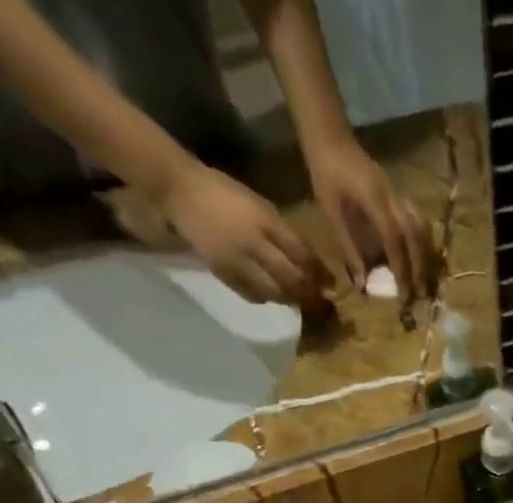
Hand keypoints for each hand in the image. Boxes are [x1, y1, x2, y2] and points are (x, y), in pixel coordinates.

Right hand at [163, 164, 330, 304]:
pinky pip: (253, 296)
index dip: (319, 272)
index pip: (300, 254)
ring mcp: (237, 263)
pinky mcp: (224, 275)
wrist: (181, 193)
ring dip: (290, 300)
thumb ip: (284, 234)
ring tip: (299, 300)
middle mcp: (253, 245)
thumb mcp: (261, 206)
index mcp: (264, 222)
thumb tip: (311, 262)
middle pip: (290, 279)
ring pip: (274, 293)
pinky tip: (273, 296)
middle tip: (320, 301)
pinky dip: (268, 299)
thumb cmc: (225, 194)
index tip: (331, 284)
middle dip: (309, 293)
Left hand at [303, 135, 433, 296]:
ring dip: (426, 255)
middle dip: (419, 265)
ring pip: (422, 227)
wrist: (332, 139)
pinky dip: (424, 242)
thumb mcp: (332, 214)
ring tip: (425, 279)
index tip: (403, 292)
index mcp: (373, 198)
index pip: (393, 236)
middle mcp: (392, 196)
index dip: (400, 265)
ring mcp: (399, 193)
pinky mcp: (400, 195)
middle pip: (415, 233)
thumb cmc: (326, 176)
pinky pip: (419, 220)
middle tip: (419, 292)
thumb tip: (362, 285)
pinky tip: (421, 258)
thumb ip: (349, 249)